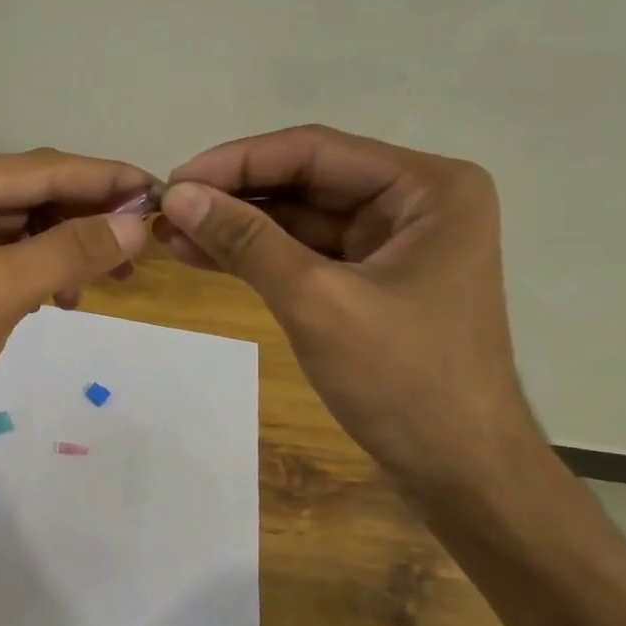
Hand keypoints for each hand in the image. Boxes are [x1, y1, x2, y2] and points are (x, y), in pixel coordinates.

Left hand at [0, 149, 153, 471]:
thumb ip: (67, 252)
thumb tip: (136, 222)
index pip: (35, 170)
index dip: (102, 179)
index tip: (160, 191)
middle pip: (34, 192)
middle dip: (91, 213)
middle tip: (148, 237)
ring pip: (29, 225)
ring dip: (74, 245)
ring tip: (121, 273)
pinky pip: (16, 256)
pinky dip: (49, 270)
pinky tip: (70, 298)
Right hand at [157, 125, 537, 493]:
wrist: (460, 473)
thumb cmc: (404, 382)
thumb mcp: (317, 302)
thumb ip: (247, 242)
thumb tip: (178, 195)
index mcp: (428, 188)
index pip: (316, 152)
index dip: (238, 162)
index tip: (174, 179)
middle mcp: (416, 203)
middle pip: (308, 183)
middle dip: (235, 197)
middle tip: (166, 210)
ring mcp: (395, 245)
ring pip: (302, 221)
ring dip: (239, 228)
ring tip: (171, 235)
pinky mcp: (374, 282)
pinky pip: (307, 256)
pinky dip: (259, 258)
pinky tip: (205, 256)